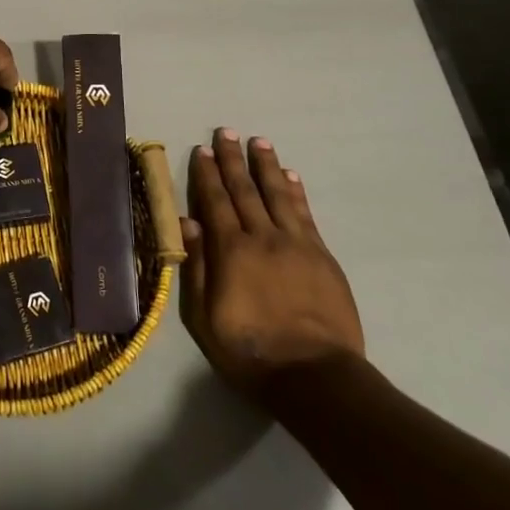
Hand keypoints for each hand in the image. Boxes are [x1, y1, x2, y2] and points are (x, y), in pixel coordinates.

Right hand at [180, 128, 364, 401]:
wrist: (316, 378)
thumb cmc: (251, 352)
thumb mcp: (205, 318)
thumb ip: (196, 268)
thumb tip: (188, 223)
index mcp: (231, 251)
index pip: (215, 201)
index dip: (207, 174)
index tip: (202, 149)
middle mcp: (262, 237)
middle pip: (245, 190)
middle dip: (233, 159)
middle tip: (226, 132)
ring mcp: (296, 245)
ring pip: (278, 194)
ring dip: (266, 166)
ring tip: (259, 142)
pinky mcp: (322, 257)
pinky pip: (306, 214)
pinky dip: (297, 192)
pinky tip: (291, 176)